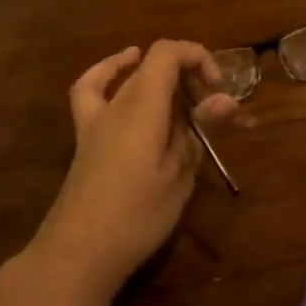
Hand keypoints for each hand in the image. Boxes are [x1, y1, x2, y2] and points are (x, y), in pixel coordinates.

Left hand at [28, 41, 237, 301]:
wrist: (79, 252)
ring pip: (128, 77)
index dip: (197, 56)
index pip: (168, 52)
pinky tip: (121, 75)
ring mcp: (95, 119)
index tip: (217, 90)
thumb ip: (200, 131)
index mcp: (143, 106)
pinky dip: (107, 74)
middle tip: (210, 108)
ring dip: (157, 75)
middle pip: (151, 63)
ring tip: (179, 87)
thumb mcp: (179, 175)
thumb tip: (226, 99)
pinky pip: (90, 91)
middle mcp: (117, 102)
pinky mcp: (85, 138)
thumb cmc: (137, 215)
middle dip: (187, 73)